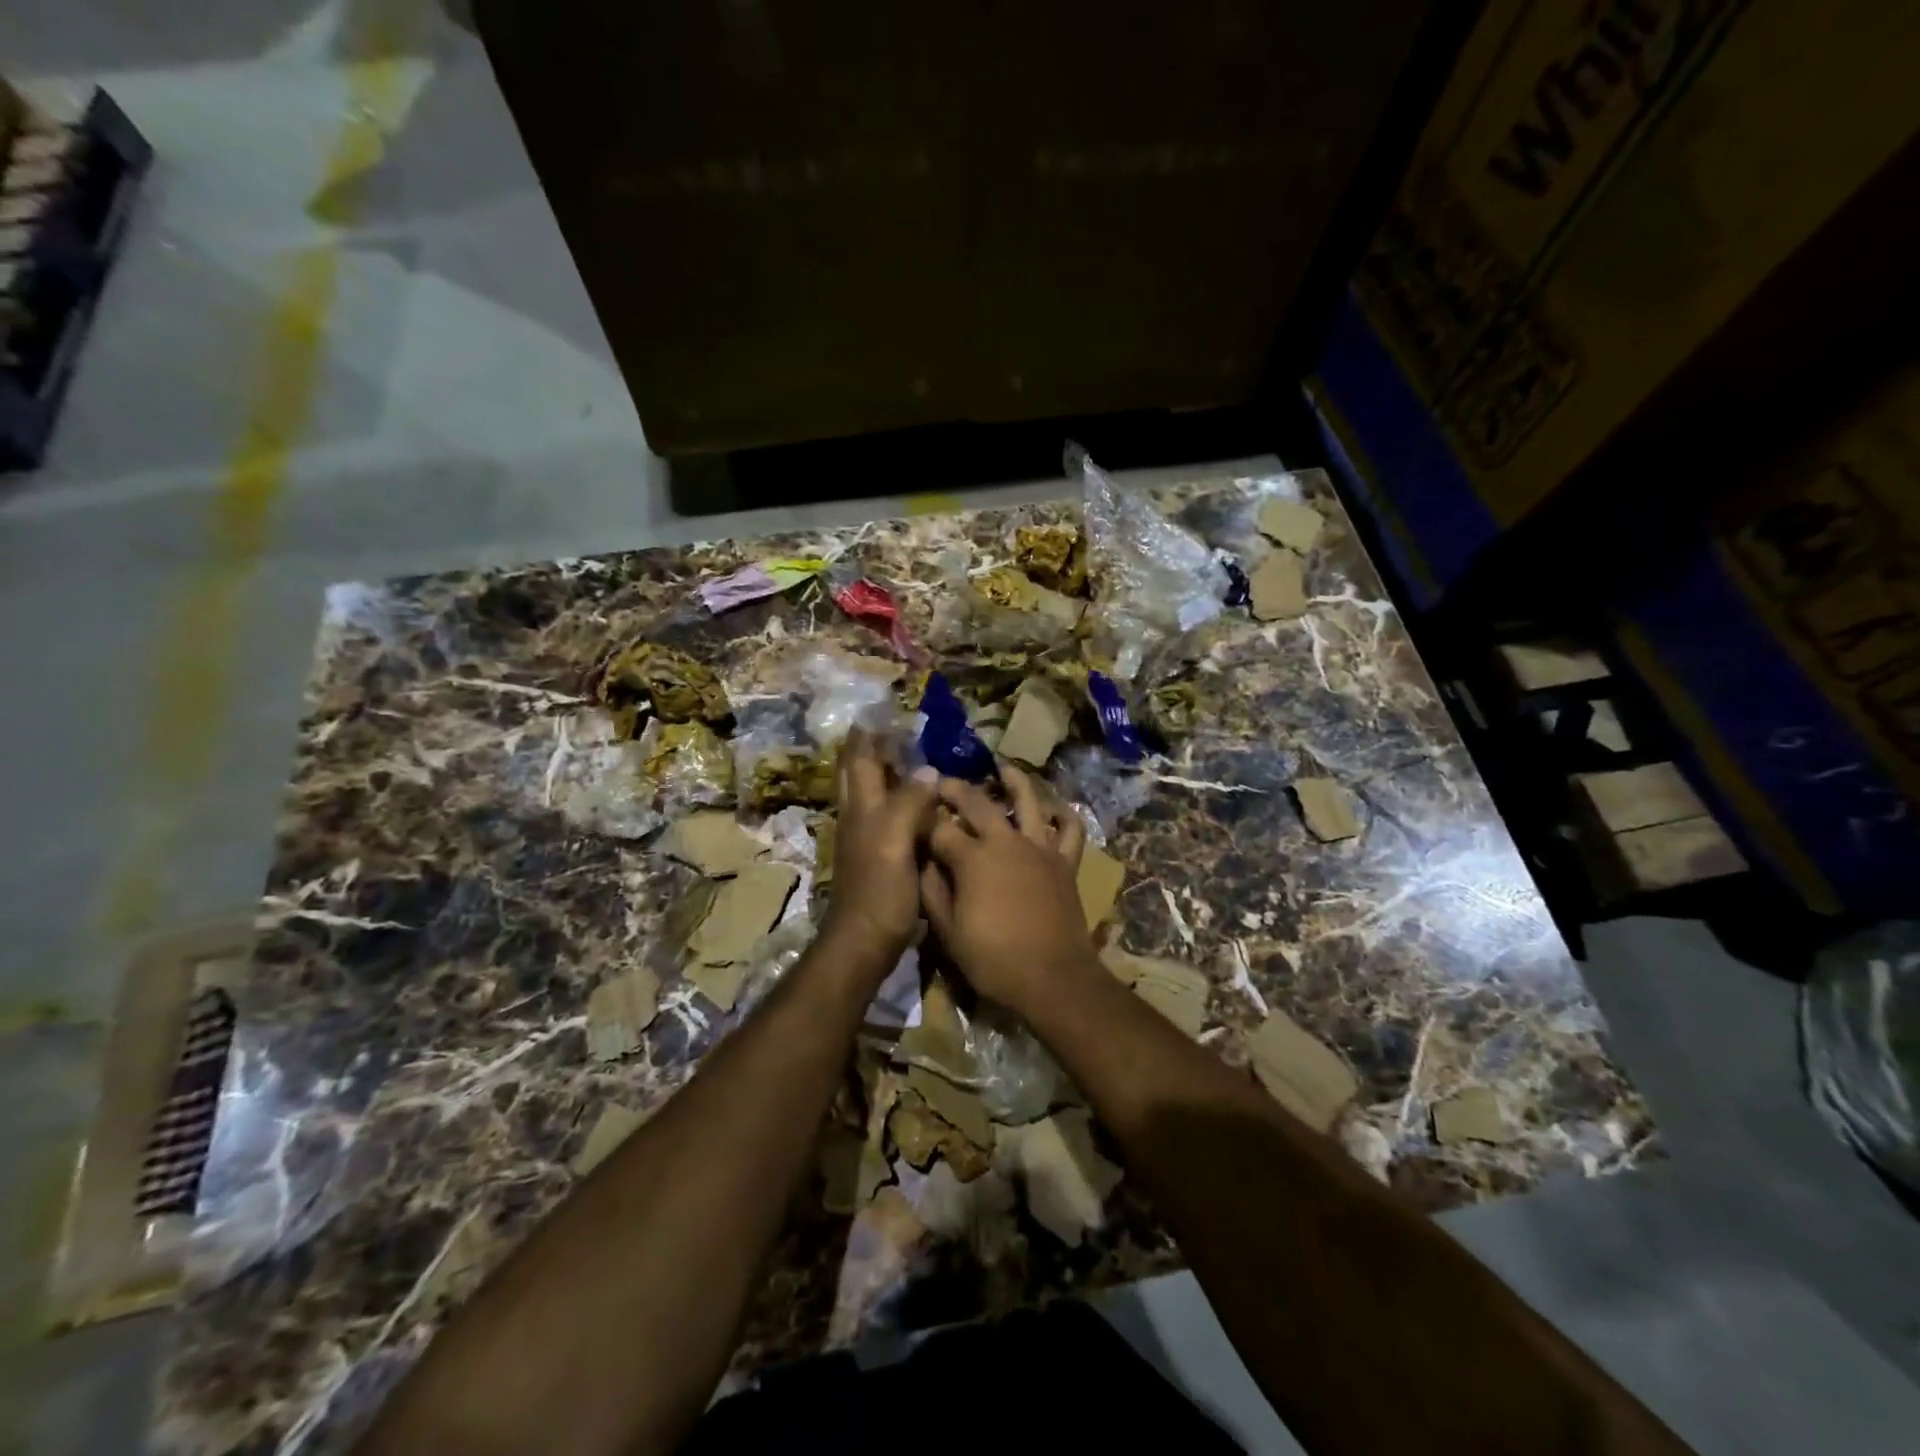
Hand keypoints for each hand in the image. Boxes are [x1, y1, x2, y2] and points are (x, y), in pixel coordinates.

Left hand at [820, 728, 940, 963]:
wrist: (865, 940)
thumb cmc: (880, 889)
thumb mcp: (895, 840)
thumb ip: (909, 802)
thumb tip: (927, 770)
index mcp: (861, 806)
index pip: (859, 758)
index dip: (869, 734)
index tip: (886, 711)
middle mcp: (859, 816)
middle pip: (858, 772)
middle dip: (872, 748)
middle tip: (899, 732)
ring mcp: (865, 837)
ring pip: (871, 793)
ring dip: (886, 772)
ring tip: (913, 758)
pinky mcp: (877, 856)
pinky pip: (887, 816)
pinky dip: (900, 800)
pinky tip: (921, 804)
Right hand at [918, 763, 1097, 1019]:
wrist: (1053, 978)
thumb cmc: (994, 960)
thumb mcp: (948, 933)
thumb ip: (932, 892)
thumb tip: (923, 862)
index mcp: (972, 858)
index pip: (940, 829)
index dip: (923, 821)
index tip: (912, 814)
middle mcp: (1005, 842)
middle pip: (977, 802)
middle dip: (956, 789)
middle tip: (942, 782)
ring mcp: (1039, 847)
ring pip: (1028, 801)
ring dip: (1014, 781)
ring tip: (1003, 768)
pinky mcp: (1064, 861)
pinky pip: (1069, 829)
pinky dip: (1063, 813)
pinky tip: (1053, 807)